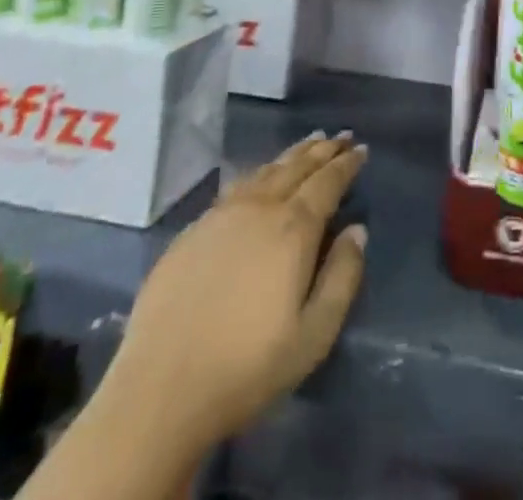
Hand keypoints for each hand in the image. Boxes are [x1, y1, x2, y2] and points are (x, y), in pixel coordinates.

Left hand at [101, 133, 368, 453]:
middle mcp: (260, 207)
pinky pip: (238, 184)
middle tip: (341, 136)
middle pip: (297, 167)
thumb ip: (341, 277)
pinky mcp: (194, 228)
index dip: (346, 164)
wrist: (162, 386)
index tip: (361, 149)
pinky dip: (260, 171)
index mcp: (293, 229)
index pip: (327, 183)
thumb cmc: (247, 367)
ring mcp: (222, 213)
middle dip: (322, 150)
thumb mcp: (313, 335)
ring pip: (266, 170)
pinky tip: (261, 175)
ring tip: (309, 143)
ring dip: (292, 155)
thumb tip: (357, 230)